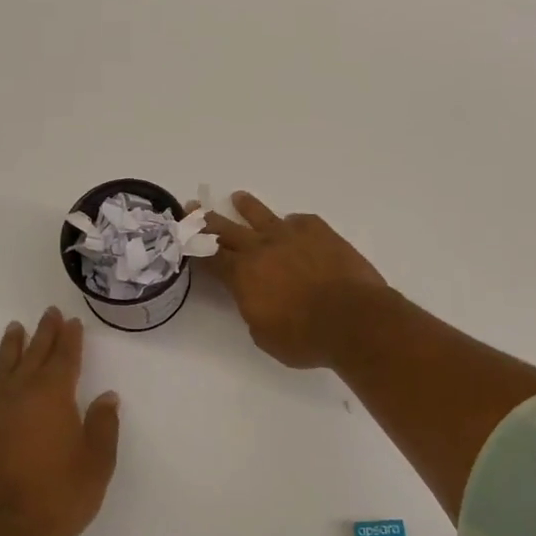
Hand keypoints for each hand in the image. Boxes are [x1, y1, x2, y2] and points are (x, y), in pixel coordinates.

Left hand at [0, 308, 119, 535]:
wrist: (6, 535)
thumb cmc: (60, 497)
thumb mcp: (97, 463)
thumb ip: (102, 426)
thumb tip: (106, 397)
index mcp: (52, 396)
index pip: (63, 358)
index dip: (69, 339)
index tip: (72, 322)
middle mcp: (20, 394)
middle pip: (34, 354)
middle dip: (44, 333)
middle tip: (50, 313)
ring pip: (6, 367)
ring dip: (14, 346)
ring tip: (16, 329)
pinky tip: (0, 376)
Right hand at [202, 192, 386, 368]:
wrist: (353, 319)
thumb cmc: (304, 338)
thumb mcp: (265, 335)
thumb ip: (253, 310)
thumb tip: (255, 297)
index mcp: (242, 275)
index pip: (210, 257)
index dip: (194, 246)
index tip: (182, 235)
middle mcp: (261, 249)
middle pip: (227, 229)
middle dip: (206, 219)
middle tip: (193, 205)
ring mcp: (291, 236)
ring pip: (262, 216)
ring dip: (247, 207)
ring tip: (238, 197)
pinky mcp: (320, 232)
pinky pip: (300, 221)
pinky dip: (292, 222)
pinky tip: (292, 223)